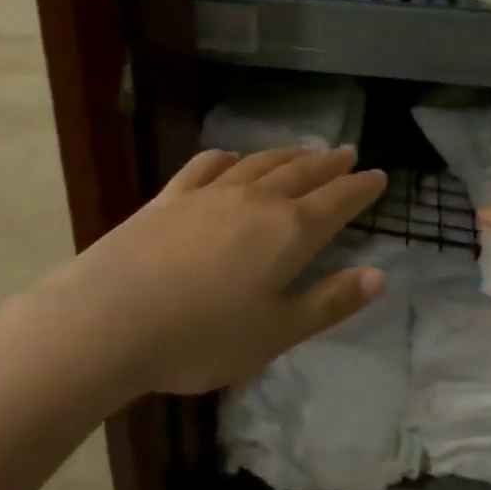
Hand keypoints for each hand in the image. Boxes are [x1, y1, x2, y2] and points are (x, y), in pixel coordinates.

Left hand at [47, 146, 388, 396]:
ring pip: (258, 163)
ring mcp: (209, 194)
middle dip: (329, 164)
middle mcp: (254, 201)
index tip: (378, 176)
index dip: (360, 188)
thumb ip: (329, 302)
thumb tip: (378, 276)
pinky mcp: (170, 197)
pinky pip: (206, 166)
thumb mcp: (276, 332)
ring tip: (303, 152)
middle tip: (348, 153)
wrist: (112, 318)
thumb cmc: (203, 337)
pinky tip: (230, 157)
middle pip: (301, 173)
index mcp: (287, 233)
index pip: (336, 201)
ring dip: (286, 156)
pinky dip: (226, 158)